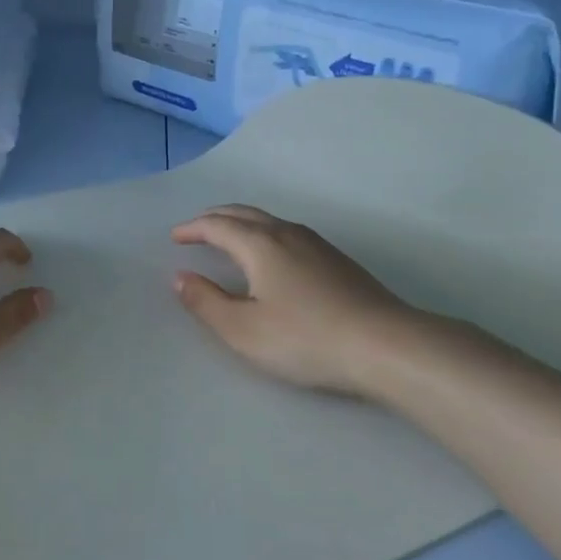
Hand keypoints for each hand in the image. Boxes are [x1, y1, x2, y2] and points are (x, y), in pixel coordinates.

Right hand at [171, 204, 478, 399]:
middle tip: (196, 229)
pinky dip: (264, 233)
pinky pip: (287, 232)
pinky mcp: (337, 259)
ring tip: (228, 237)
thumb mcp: (243, 330)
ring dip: (241, 223)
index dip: (193, 229)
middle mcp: (287, 233)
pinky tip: (271, 255)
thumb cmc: (305, 338)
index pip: (217, 226)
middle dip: (215, 218)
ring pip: (269, 220)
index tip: (175, 237)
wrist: (385, 345)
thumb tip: (181, 277)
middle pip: (244, 213)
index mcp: (260, 244)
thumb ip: (206, 302)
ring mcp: (316, 244)